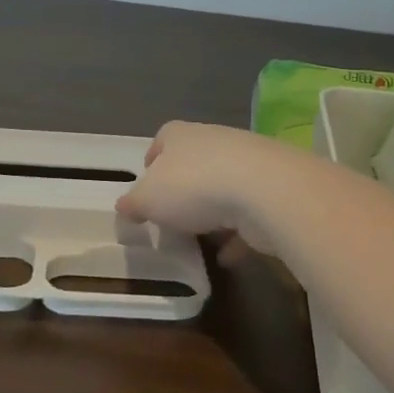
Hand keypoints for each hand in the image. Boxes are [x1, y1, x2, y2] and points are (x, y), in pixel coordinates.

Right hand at [114, 121, 298, 240]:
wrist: (264, 191)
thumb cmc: (194, 186)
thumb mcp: (148, 199)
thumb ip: (133, 203)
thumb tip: (124, 206)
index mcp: (180, 136)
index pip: (163, 139)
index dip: (153, 160)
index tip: (147, 185)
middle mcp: (213, 141)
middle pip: (193, 163)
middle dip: (182, 188)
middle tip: (170, 216)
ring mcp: (246, 163)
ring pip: (222, 187)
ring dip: (212, 211)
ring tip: (198, 238)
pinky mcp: (270, 189)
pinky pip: (247, 214)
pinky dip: (236, 234)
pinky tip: (227, 257)